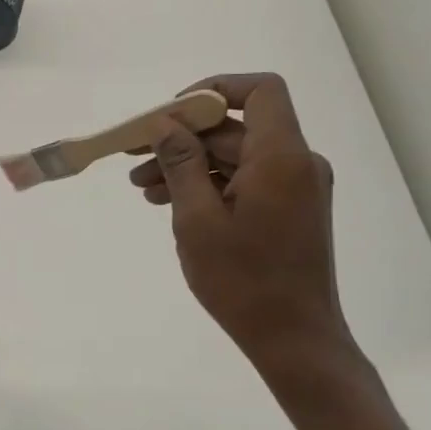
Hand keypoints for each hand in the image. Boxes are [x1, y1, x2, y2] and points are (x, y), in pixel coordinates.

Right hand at [128, 73, 350, 371]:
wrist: (293, 339)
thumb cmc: (243, 280)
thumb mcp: (197, 219)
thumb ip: (180, 163)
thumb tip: (163, 124)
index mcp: (281, 158)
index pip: (260, 91)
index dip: (214, 90)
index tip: (171, 113)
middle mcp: (296, 163)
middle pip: (236, 127)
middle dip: (183, 137)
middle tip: (134, 155)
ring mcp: (294, 188)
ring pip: (235, 156)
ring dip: (188, 164)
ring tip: (142, 187)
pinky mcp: (288, 210)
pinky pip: (244, 180)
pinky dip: (207, 184)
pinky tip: (169, 201)